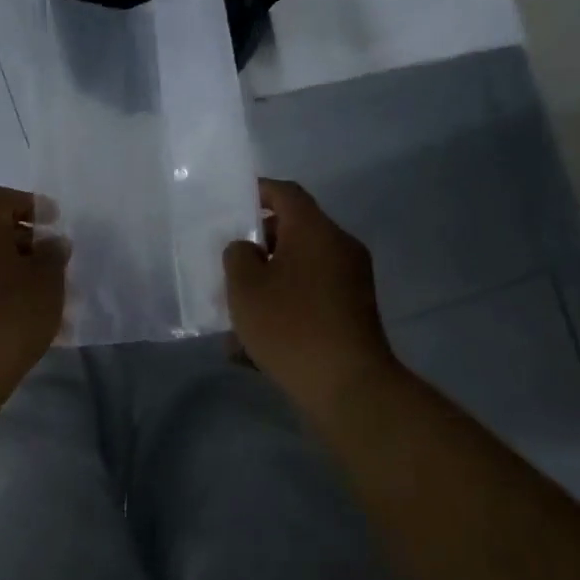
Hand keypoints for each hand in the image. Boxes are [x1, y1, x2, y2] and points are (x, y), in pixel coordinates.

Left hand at [0, 186, 67, 394]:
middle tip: (57, 261)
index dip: (31, 204)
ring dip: (19, 271)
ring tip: (50, 295)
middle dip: (29, 242)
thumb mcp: (46, 280)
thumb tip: (51, 243)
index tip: (55, 222)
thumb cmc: (10, 313)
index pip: (1, 199)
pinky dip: (5, 292)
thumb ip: (53, 255)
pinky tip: (30, 318)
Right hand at [224, 178, 399, 408]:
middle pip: (294, 231)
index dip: (257, 192)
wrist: (349, 388)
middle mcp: (339, 248)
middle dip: (258, 244)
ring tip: (235, 311)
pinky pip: (311, 297)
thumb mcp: (245, 287)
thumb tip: (247, 250)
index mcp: (315, 231)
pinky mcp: (352, 314)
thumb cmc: (291, 325)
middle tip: (227, 262)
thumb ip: (237, 256)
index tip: (230, 203)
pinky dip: (285, 306)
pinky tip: (253, 346)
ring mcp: (351, 282)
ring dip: (269, 281)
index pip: (286, 193)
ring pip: (299, 268)